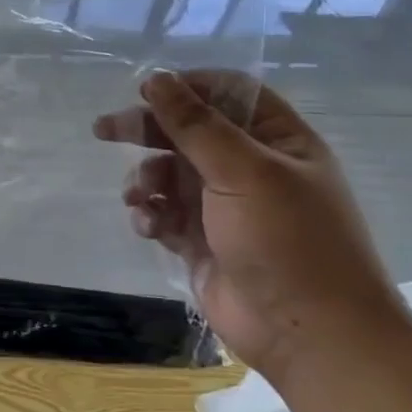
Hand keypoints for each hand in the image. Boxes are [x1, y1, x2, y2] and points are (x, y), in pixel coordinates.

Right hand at [93, 70, 408, 382]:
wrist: (307, 333)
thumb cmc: (287, 241)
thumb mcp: (244, 171)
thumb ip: (196, 124)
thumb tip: (157, 78)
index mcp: (277, 141)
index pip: (230, 94)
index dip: (188, 87)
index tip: (147, 91)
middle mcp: (249, 168)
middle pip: (188, 132)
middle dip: (147, 129)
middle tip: (104, 129)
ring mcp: (223, 206)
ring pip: (168, 173)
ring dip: (145, 178)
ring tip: (139, 195)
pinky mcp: (200, 241)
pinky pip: (163, 212)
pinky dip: (149, 214)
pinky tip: (148, 226)